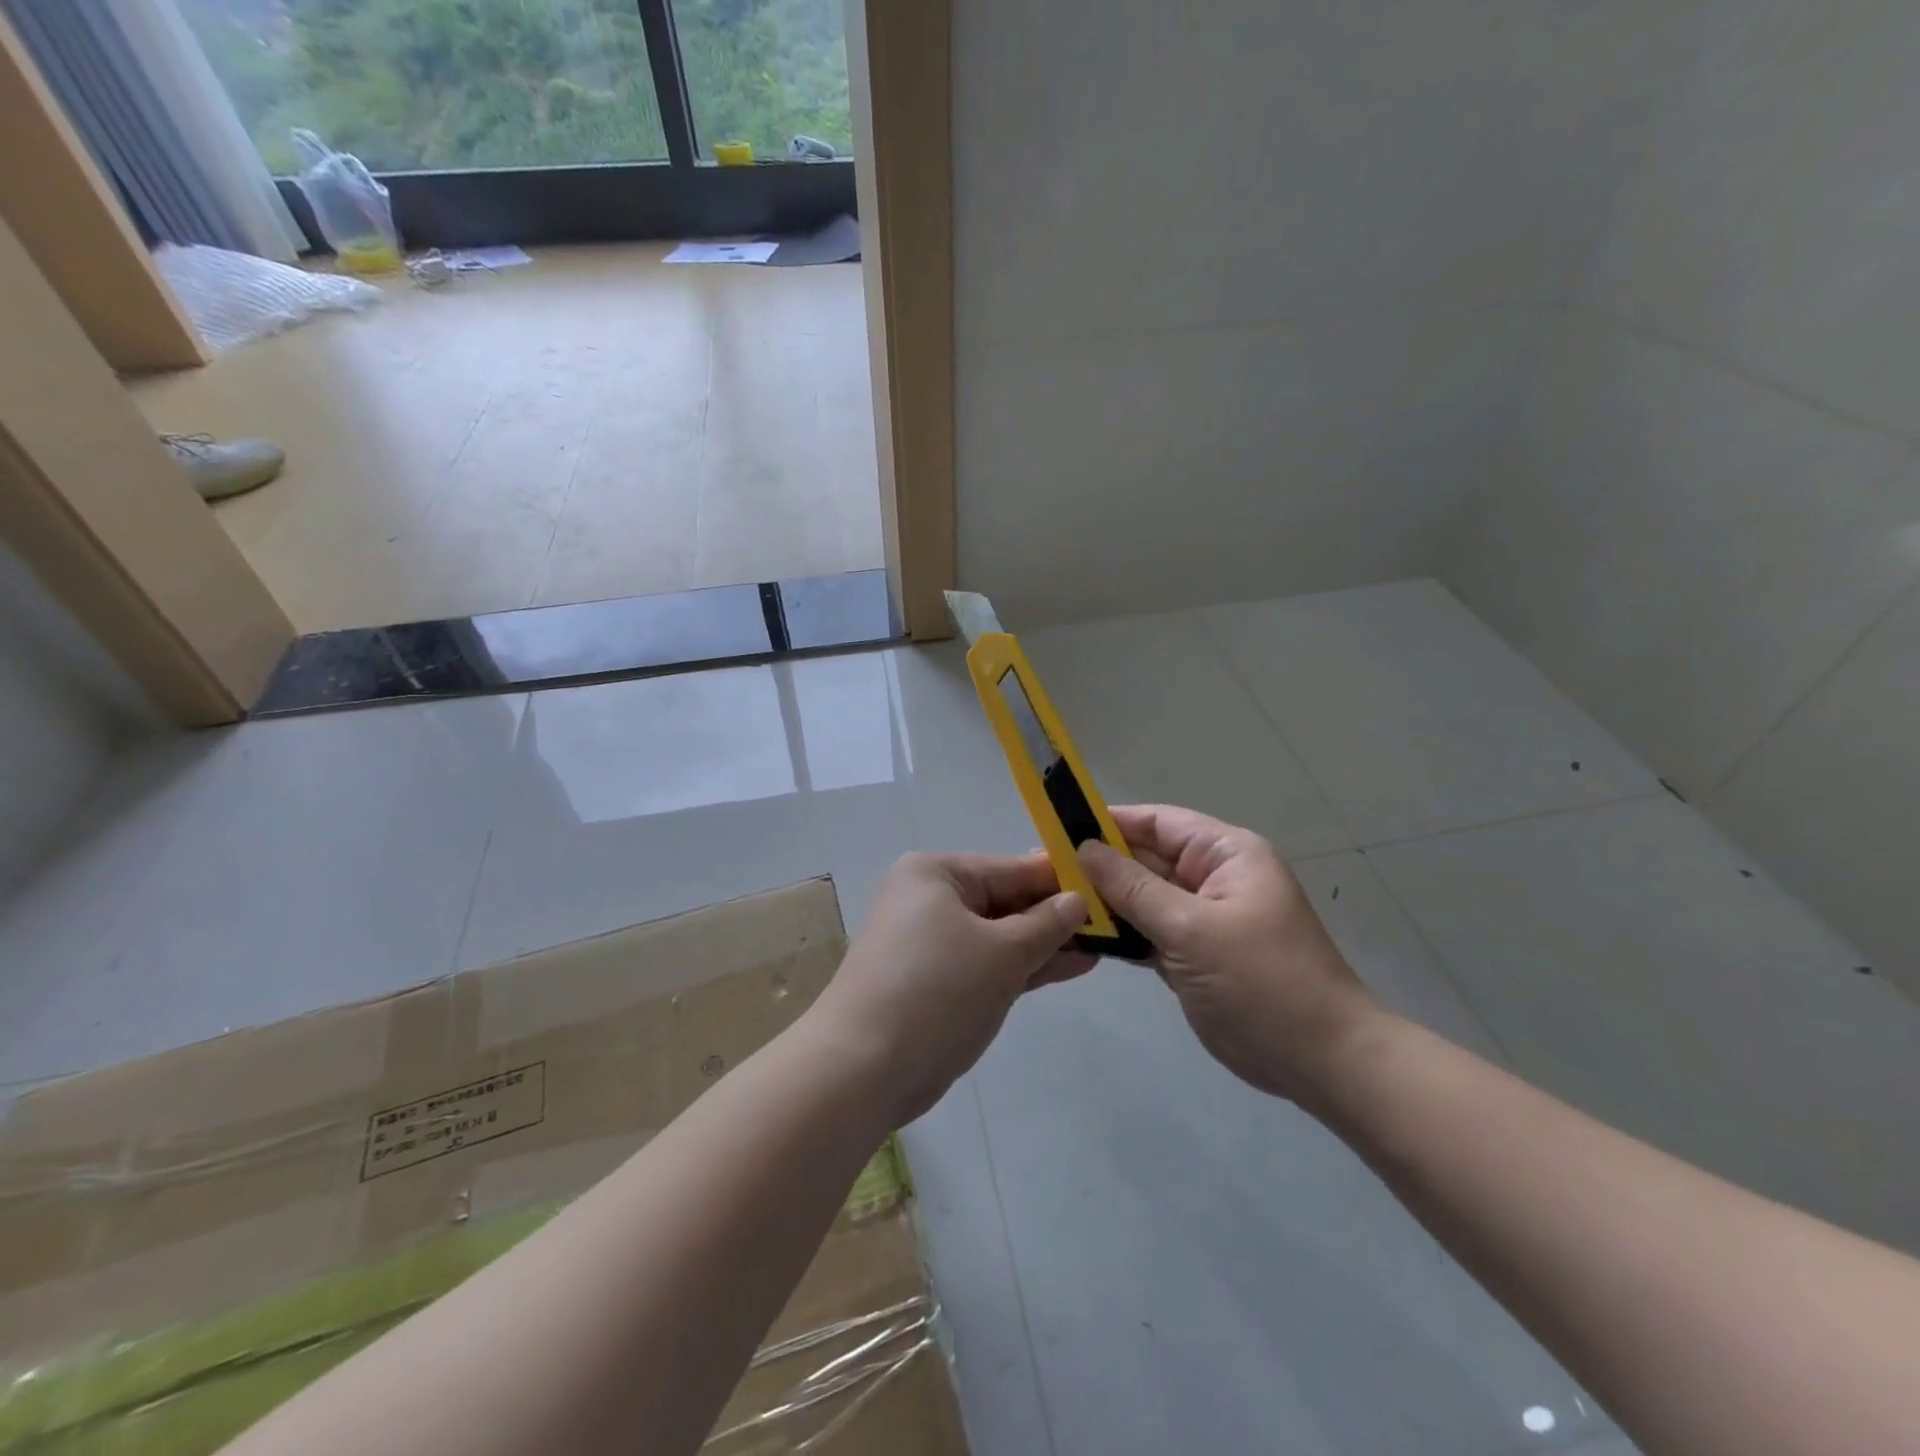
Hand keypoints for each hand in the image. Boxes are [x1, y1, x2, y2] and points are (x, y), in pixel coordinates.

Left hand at [811, 852, 1092, 1125]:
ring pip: (999, 936)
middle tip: (1113, 922)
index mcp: (936, 874)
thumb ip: (1045, 924)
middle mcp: (929, 899)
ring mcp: (931, 943)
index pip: (1010, 868)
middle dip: (1055, 917)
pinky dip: (1023, 967)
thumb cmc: (937, 991)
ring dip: (1045, 944)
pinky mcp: (936, 982)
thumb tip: (1078, 899)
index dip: (1060, 880)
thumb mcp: (1002, 953)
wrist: (862, 1069)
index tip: (1108, 885)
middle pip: (1005, 901)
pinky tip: (1071, 968)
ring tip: (1102, 946)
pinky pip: (987, 963)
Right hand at [1078, 805, 1380, 1101]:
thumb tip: (1084, 849)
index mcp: (1225, 854)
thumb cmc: (1261, 982)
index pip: (1157, 822)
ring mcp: (1202, 917)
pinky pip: (1148, 930)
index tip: (1058, 829)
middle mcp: (1212, 878)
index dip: (1109, 822)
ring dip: (1104, 901)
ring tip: (1053, 903)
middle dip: (1098, 865)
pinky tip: (1081, 936)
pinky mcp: (1193, 953)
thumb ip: (1134, 888)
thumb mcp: (1192, 929)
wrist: (1320, 1061)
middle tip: (1042, 873)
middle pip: (1146, 859)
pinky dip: (1120, 932)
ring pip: (1143, 897)